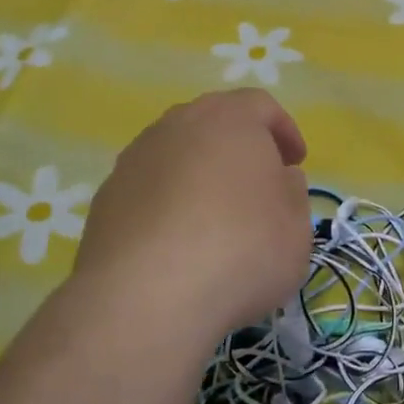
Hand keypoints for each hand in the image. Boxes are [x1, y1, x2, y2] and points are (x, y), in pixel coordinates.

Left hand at [73, 89, 311, 353]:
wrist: (147, 297)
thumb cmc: (242, 249)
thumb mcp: (296, 226)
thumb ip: (292, 193)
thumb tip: (278, 178)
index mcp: (230, 119)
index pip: (261, 106)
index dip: (283, 131)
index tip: (295, 163)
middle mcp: (177, 125)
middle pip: (213, 122)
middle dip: (238, 148)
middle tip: (257, 184)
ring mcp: (135, 159)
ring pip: (176, 153)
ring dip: (199, 174)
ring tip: (214, 217)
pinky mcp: (107, 198)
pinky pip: (148, 188)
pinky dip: (167, 204)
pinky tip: (177, 243)